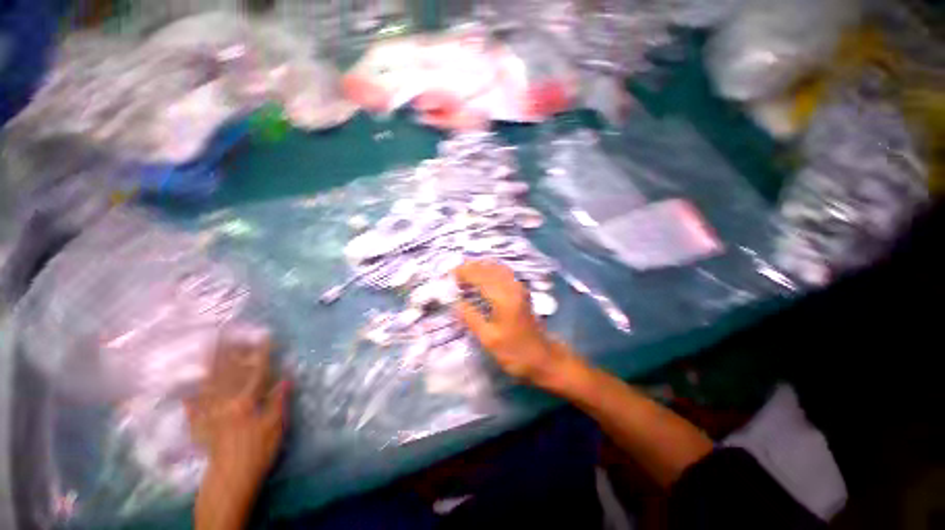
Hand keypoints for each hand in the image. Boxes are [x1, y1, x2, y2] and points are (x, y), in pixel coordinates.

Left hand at [187, 329, 288, 529]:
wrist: (230, 480)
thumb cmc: (258, 452)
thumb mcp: (276, 427)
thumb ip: (278, 400)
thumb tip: (286, 377)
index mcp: (246, 402)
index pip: (256, 371)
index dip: (262, 353)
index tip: (265, 336)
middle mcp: (225, 403)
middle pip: (228, 373)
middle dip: (229, 351)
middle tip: (227, 332)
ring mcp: (210, 414)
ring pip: (209, 384)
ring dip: (209, 365)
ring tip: (208, 349)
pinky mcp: (201, 427)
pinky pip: (193, 408)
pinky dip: (189, 397)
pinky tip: (186, 389)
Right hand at [453, 260, 582, 390]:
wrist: (543, 357)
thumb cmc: (515, 352)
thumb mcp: (488, 339)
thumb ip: (471, 318)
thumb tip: (456, 302)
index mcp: (503, 297)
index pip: (480, 276)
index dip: (464, 273)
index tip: (450, 275)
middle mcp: (512, 287)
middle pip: (488, 268)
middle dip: (471, 267)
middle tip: (455, 274)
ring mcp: (519, 287)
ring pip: (497, 268)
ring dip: (481, 267)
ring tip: (466, 273)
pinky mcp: (521, 291)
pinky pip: (503, 273)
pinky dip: (490, 271)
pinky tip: (483, 277)